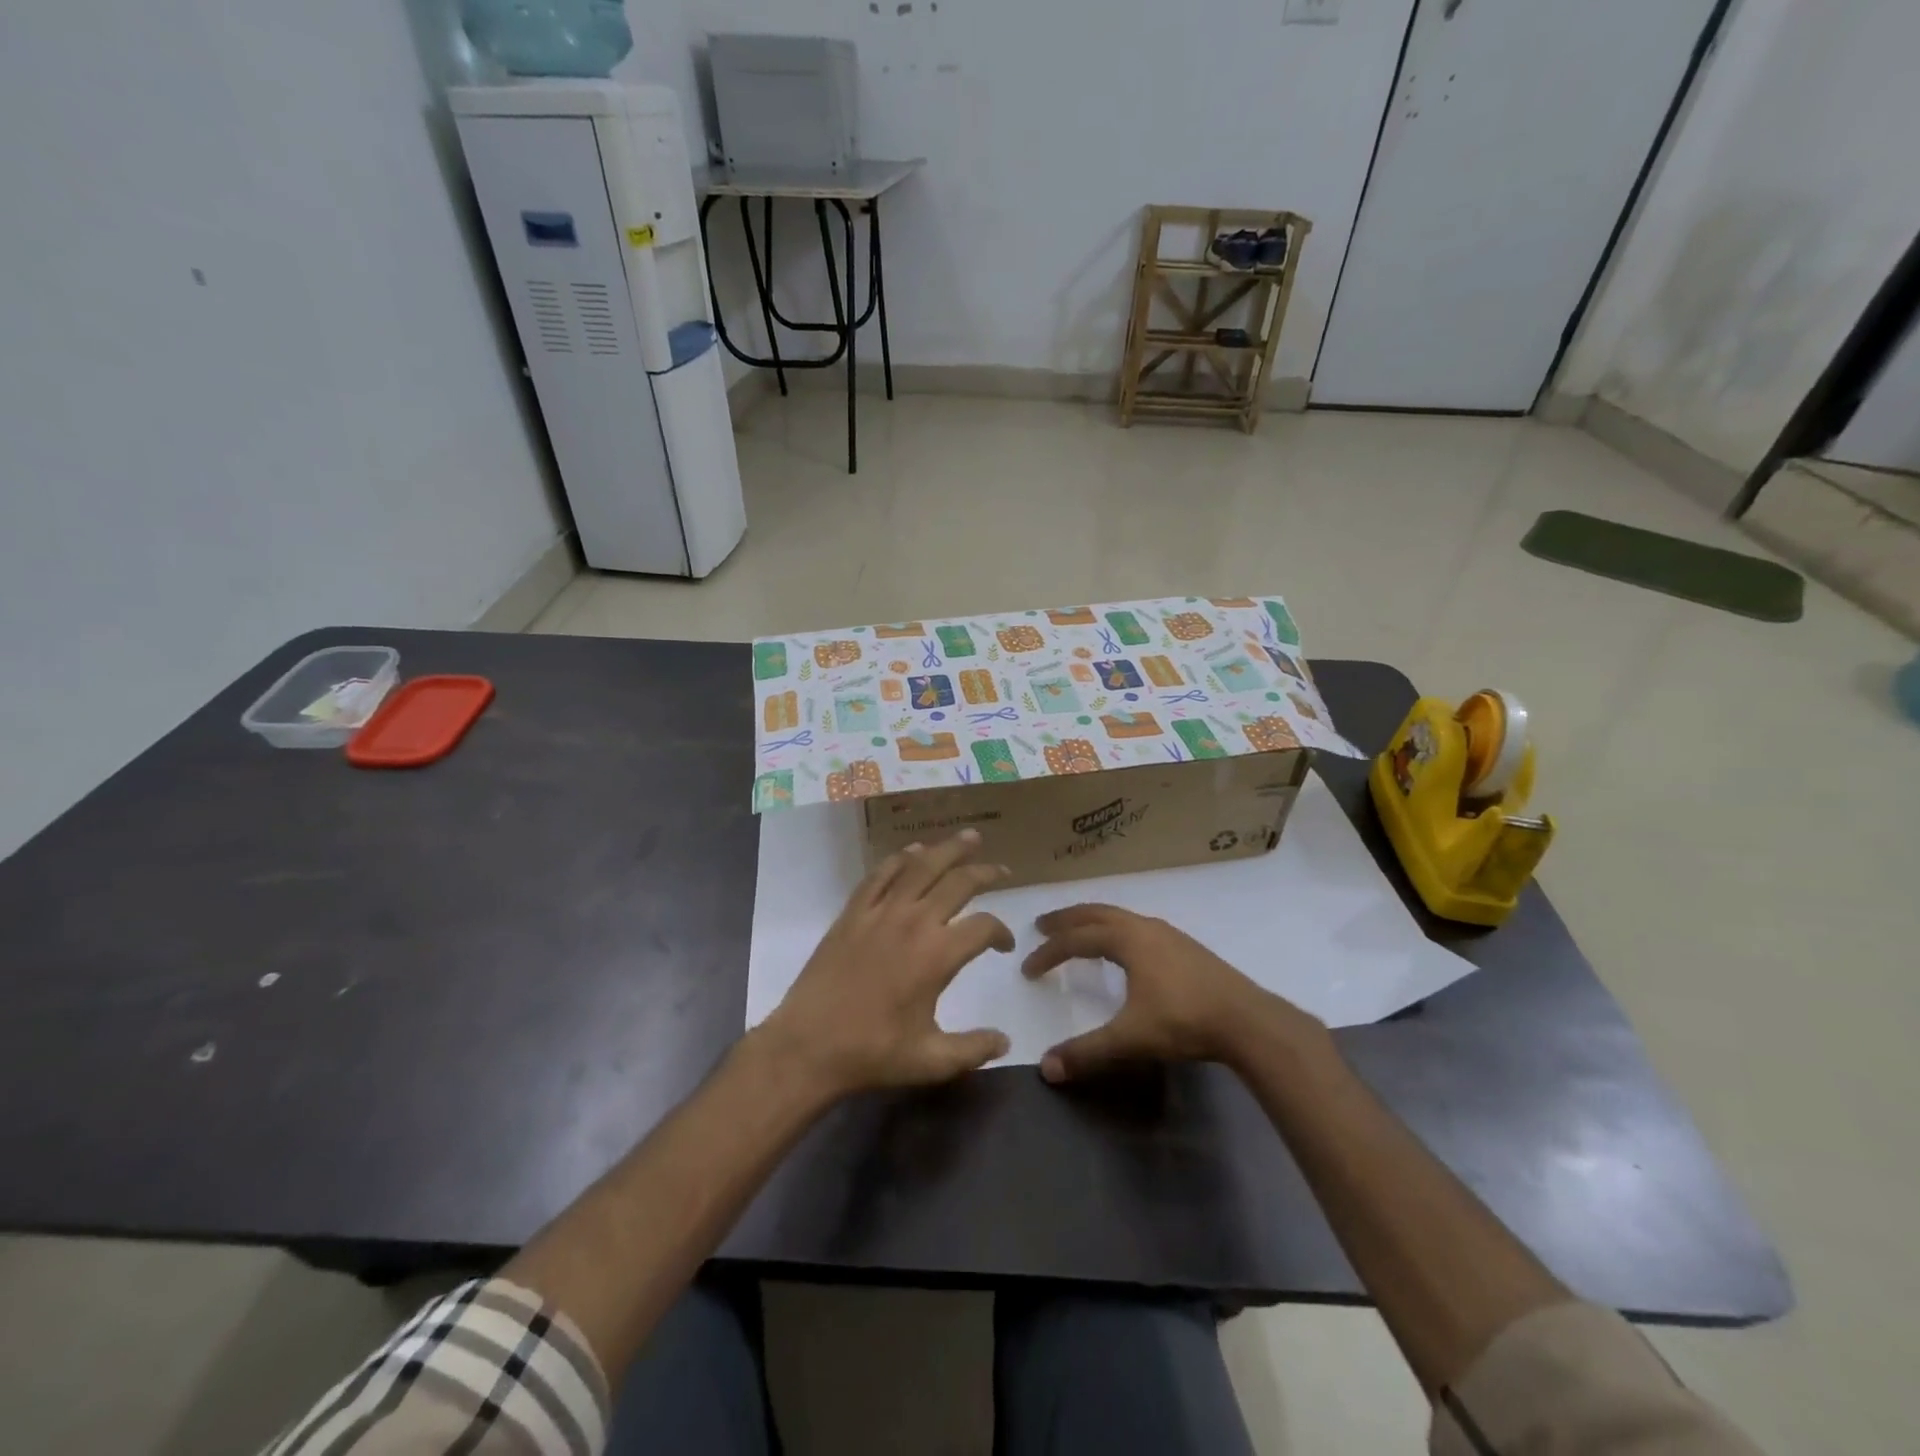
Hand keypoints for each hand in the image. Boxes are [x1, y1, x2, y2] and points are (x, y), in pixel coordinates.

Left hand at [757, 830, 1013, 1099]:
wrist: (808, 1046)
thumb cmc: (873, 1053)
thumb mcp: (931, 1060)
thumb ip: (973, 1048)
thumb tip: (1006, 1040)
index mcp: (938, 955)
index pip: (983, 927)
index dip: (1001, 932)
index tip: (1004, 945)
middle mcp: (913, 922)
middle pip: (958, 882)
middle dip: (985, 873)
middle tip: (1002, 871)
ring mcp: (880, 912)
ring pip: (921, 867)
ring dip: (948, 850)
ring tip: (969, 838)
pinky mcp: (853, 912)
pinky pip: (880, 875)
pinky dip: (900, 859)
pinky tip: (912, 852)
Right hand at [1022, 904, 1324, 1082]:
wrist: (1247, 1020)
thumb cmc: (1184, 1021)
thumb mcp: (1130, 1038)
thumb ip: (1087, 1052)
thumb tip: (1046, 1068)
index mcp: (1126, 940)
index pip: (1076, 940)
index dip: (1048, 953)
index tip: (1028, 968)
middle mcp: (1144, 928)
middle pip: (1096, 913)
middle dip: (1067, 919)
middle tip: (1042, 925)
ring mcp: (1168, 934)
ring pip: (1121, 917)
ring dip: (1093, 921)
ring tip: (1079, 933)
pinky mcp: (1186, 946)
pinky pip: (1138, 927)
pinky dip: (1117, 930)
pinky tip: (1124, 950)